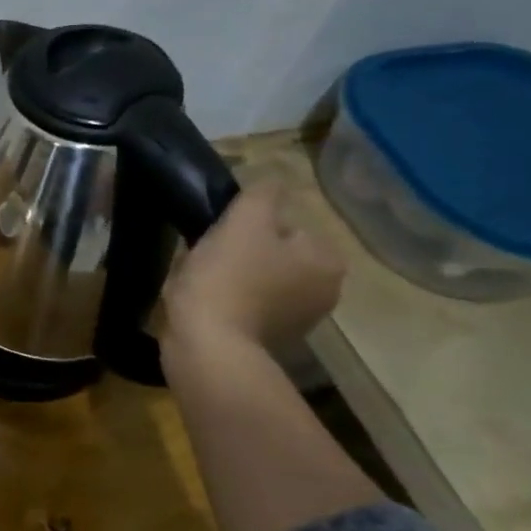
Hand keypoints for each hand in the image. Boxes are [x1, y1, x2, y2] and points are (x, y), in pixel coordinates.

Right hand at [161, 179, 345, 350]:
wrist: (207, 347)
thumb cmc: (228, 279)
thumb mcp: (244, 221)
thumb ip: (262, 193)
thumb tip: (272, 182)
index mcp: (328, 260)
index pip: (285, 224)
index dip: (246, 225)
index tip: (220, 237)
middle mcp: (326, 291)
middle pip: (273, 253)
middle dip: (242, 253)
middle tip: (208, 259)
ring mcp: (299, 322)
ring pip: (258, 280)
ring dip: (233, 278)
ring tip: (202, 284)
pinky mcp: (270, 342)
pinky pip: (247, 308)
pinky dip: (228, 303)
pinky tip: (207, 307)